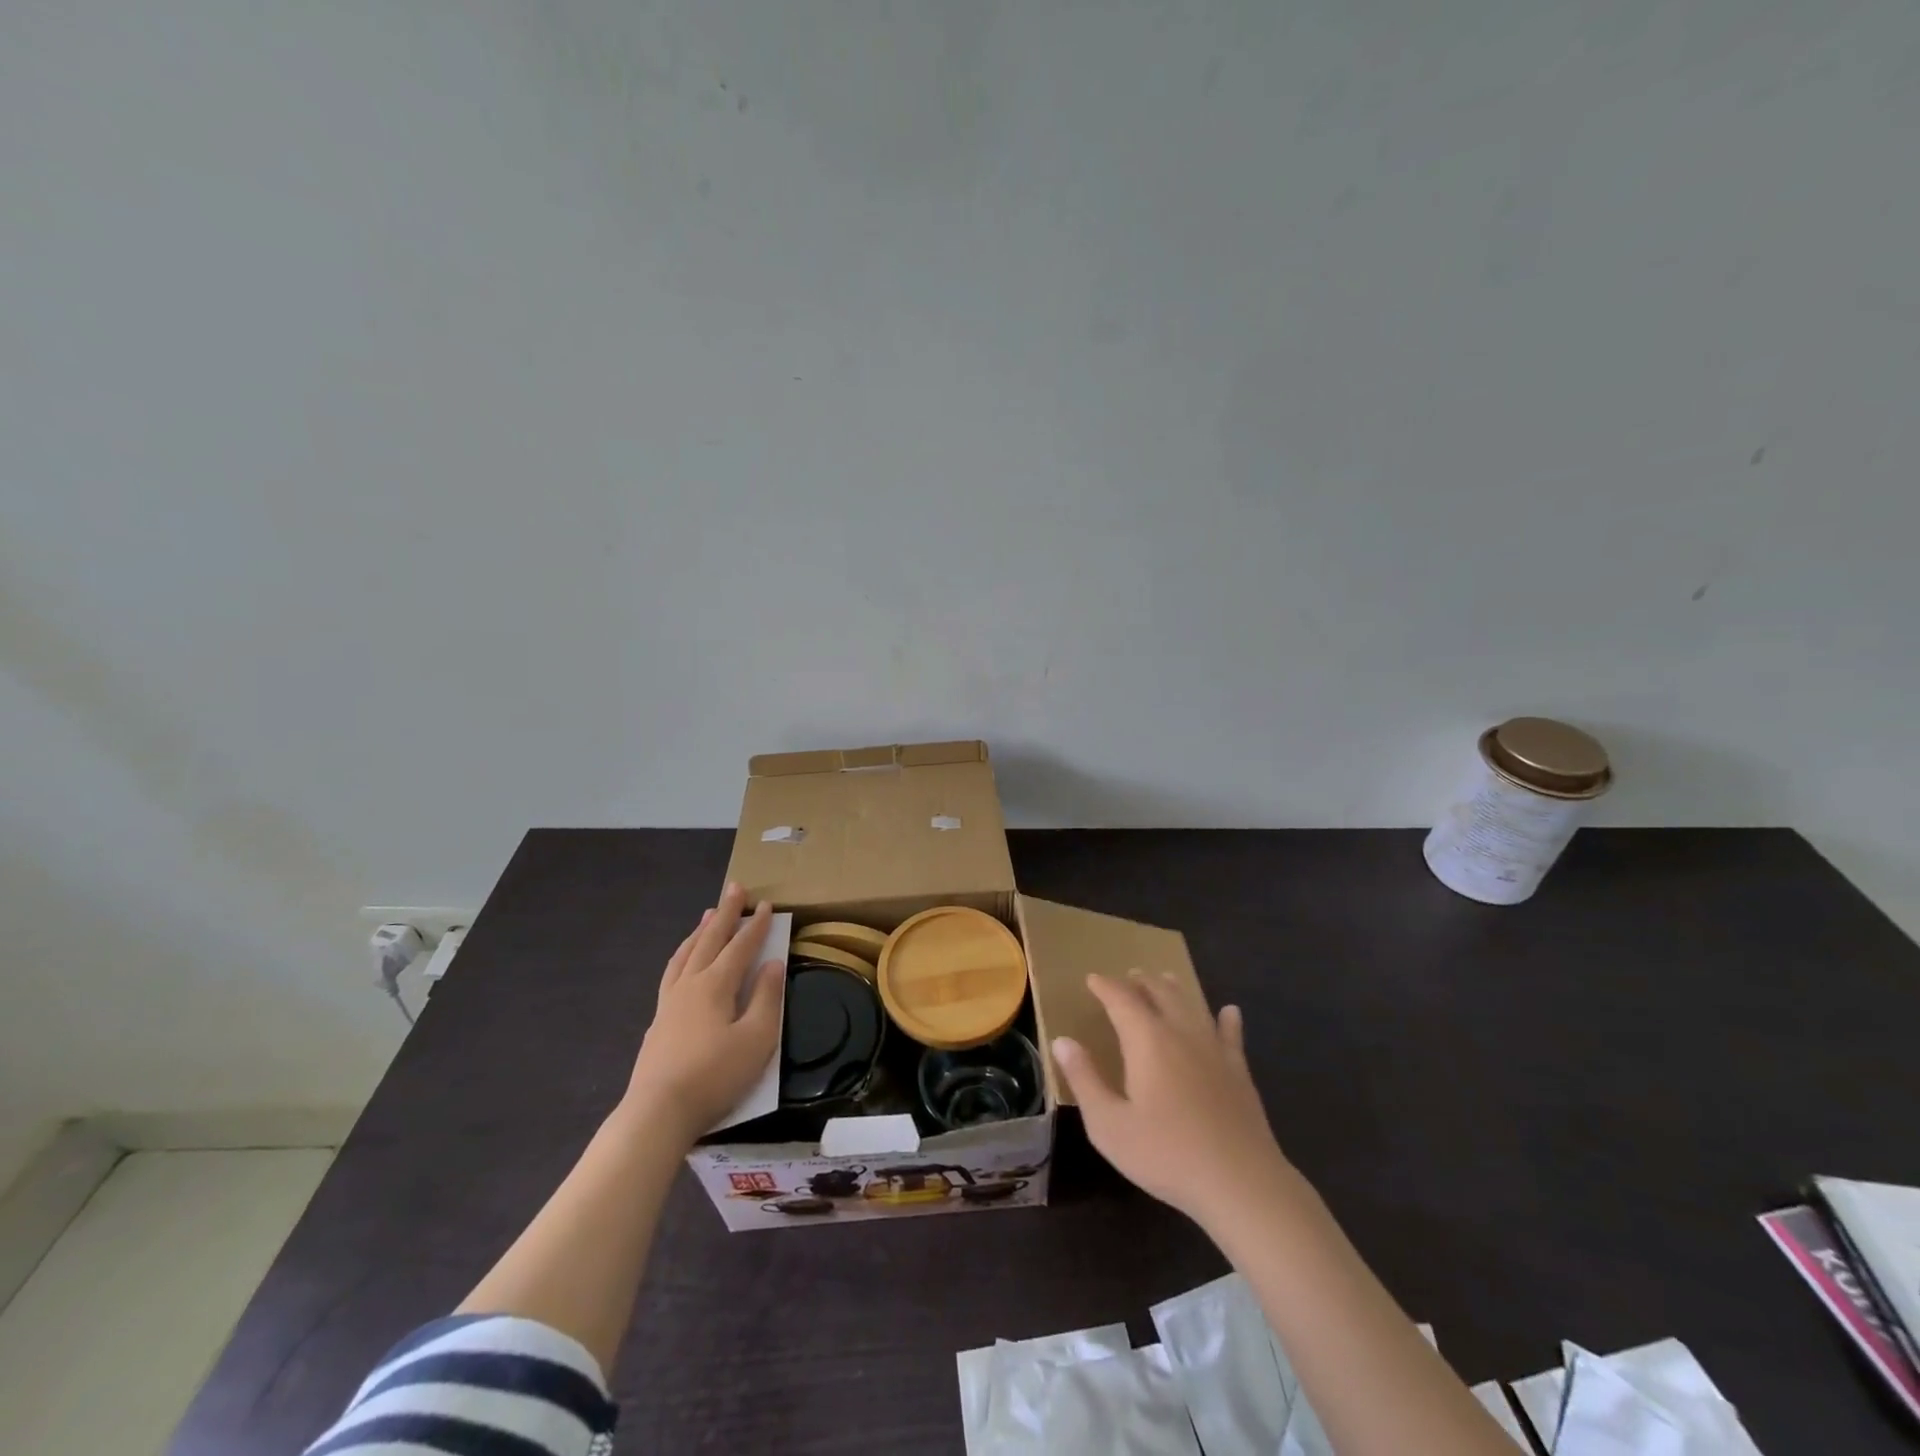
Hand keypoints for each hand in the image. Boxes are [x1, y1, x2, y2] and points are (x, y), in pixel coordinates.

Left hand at [625, 883, 783, 1145]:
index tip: (766, 904)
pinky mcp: (658, 1023)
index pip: (740, 946)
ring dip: (700, 932)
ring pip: (685, 955)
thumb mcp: (757, 1039)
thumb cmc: (714, 1076)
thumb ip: (766, 998)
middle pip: (709, 940)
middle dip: (725, 914)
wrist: (657, 1113)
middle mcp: (690, 984)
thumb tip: (772, 963)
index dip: (755, 925)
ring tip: (707, 915)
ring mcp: (669, 1003)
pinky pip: (672, 973)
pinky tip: (682, 964)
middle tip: (734, 888)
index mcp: (715, 985)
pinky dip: (682, 956)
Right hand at [1052, 971, 1291, 1232]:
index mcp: (1147, 1040)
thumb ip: (1084, 1079)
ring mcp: (1214, 1050)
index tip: (1092, 979)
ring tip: (1165, 979)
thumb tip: (1062, 1041)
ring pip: (1192, 1006)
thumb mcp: (1109, 1124)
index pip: (1121, 999)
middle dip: (1141, 982)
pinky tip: (1229, 1012)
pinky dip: (1227, 1019)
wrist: (1240, 1182)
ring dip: (1175, 990)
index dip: (1105, 986)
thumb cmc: (1166, 1154)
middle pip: (1159, 993)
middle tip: (1128, 976)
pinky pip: (1231, 1034)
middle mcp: (1181, 1033)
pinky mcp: (1239, 1071)